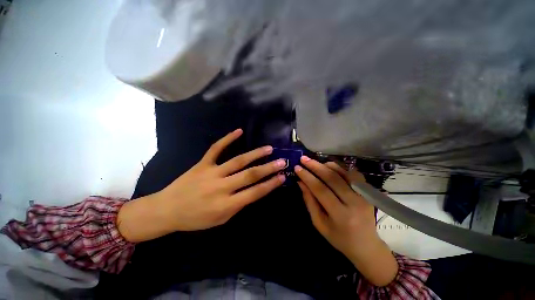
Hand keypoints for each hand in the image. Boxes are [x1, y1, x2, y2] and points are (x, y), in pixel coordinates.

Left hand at [117, 129, 286, 241]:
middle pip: (249, 175)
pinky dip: (227, 139)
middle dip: (268, 168)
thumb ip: (238, 205)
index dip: (270, 184)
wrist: (167, 210)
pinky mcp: (202, 164)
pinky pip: (216, 149)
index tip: (282, 177)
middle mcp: (221, 187)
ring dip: (255, 154)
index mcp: (226, 205)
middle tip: (282, 161)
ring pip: (237, 161)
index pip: (254, 193)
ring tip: (268, 148)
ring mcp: (211, 173)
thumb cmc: (196, 219)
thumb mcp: (220, 220)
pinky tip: (239, 131)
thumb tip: (254, 191)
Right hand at [295, 156, 397, 286]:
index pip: (321, 190)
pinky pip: (354, 174)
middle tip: (304, 158)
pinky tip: (330, 166)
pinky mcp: (368, 192)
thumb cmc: (338, 237)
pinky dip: (340, 167)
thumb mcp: (319, 223)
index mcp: (340, 215)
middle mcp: (354, 203)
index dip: (307, 177)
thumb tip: (301, 182)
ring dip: (327, 165)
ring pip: (343, 173)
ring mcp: (364, 196)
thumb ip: (310, 201)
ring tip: (314, 162)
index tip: (297, 167)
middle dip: (315, 166)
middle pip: (332, 178)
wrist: (366, 245)